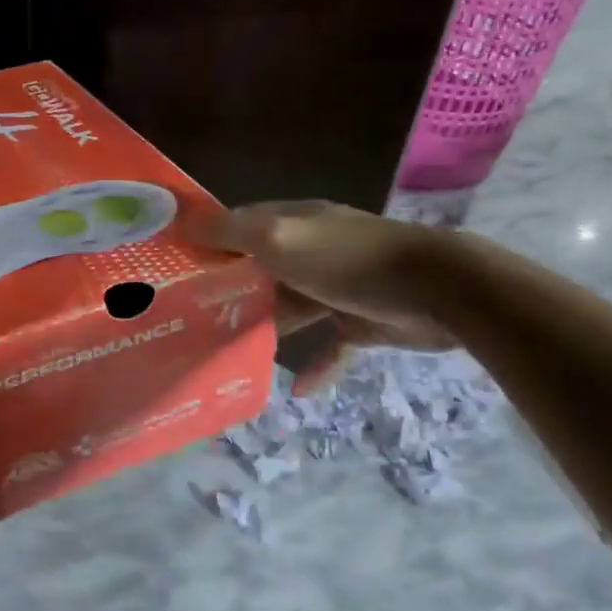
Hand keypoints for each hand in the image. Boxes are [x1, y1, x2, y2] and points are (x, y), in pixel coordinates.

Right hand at [203, 201, 456, 391]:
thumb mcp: (282, 239)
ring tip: (228, 354)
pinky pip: (329, 346)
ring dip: (265, 328)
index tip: (173, 268)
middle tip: (191, 321)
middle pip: (260, 270)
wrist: (438, 290)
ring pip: (290, 308)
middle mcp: (311, 249)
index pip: (238, 226)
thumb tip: (183, 220)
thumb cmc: (349, 261)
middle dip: (230, 291)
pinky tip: (295, 390)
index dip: (207, 242)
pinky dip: (314, 365)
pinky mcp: (360, 321)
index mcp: (292, 223)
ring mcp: (336, 286)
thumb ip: (234, 232)